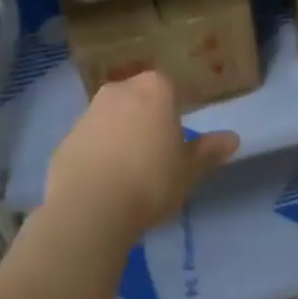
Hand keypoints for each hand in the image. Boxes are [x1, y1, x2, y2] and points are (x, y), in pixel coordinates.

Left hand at [44, 71, 238, 239]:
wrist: (89, 210)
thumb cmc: (151, 181)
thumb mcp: (189, 170)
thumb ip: (209, 150)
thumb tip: (233, 138)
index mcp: (154, 89)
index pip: (170, 88)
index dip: (175, 109)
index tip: (178, 134)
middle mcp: (118, 91)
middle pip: (137, 99)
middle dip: (146, 118)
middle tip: (156, 151)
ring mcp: (87, 115)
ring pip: (111, 119)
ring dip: (119, 136)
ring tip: (129, 172)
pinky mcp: (64, 141)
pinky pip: (88, 143)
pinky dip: (96, 155)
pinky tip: (104, 184)